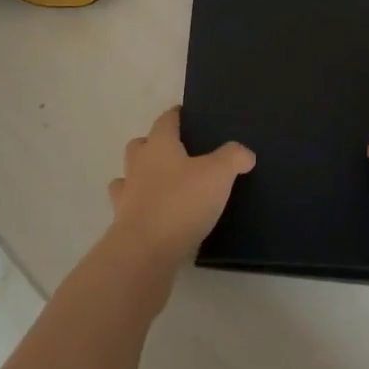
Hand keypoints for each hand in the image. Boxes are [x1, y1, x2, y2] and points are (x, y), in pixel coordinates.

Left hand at [105, 107, 254, 270]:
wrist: (144, 253)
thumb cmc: (181, 203)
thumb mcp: (218, 175)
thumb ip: (233, 158)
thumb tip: (245, 153)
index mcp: (159, 146)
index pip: (165, 120)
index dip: (176, 115)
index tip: (185, 114)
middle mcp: (138, 165)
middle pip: (140, 145)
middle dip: (153, 144)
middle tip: (176, 152)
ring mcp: (127, 196)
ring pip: (129, 177)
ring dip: (141, 177)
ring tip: (164, 186)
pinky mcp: (124, 226)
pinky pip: (131, 209)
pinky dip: (142, 209)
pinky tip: (158, 217)